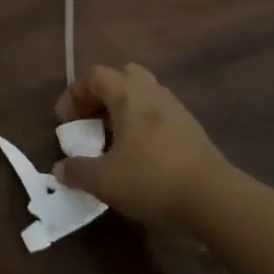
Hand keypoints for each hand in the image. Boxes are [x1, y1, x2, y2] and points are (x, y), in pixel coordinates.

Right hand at [53, 63, 228, 227]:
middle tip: (92, 121)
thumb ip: (78, 172)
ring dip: (125, 108)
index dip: (74, 94)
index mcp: (127, 94)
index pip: (94, 75)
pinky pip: (159, 112)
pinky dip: (144, 123)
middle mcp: (151, 92)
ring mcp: (175, 108)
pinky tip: (141, 153)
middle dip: (103, 94)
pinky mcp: (191, 128)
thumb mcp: (105, 181)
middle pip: (122, 75)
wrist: (214, 198)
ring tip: (115, 139)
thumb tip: (60, 169)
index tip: (66, 122)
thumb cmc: (152, 179)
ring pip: (144, 93)